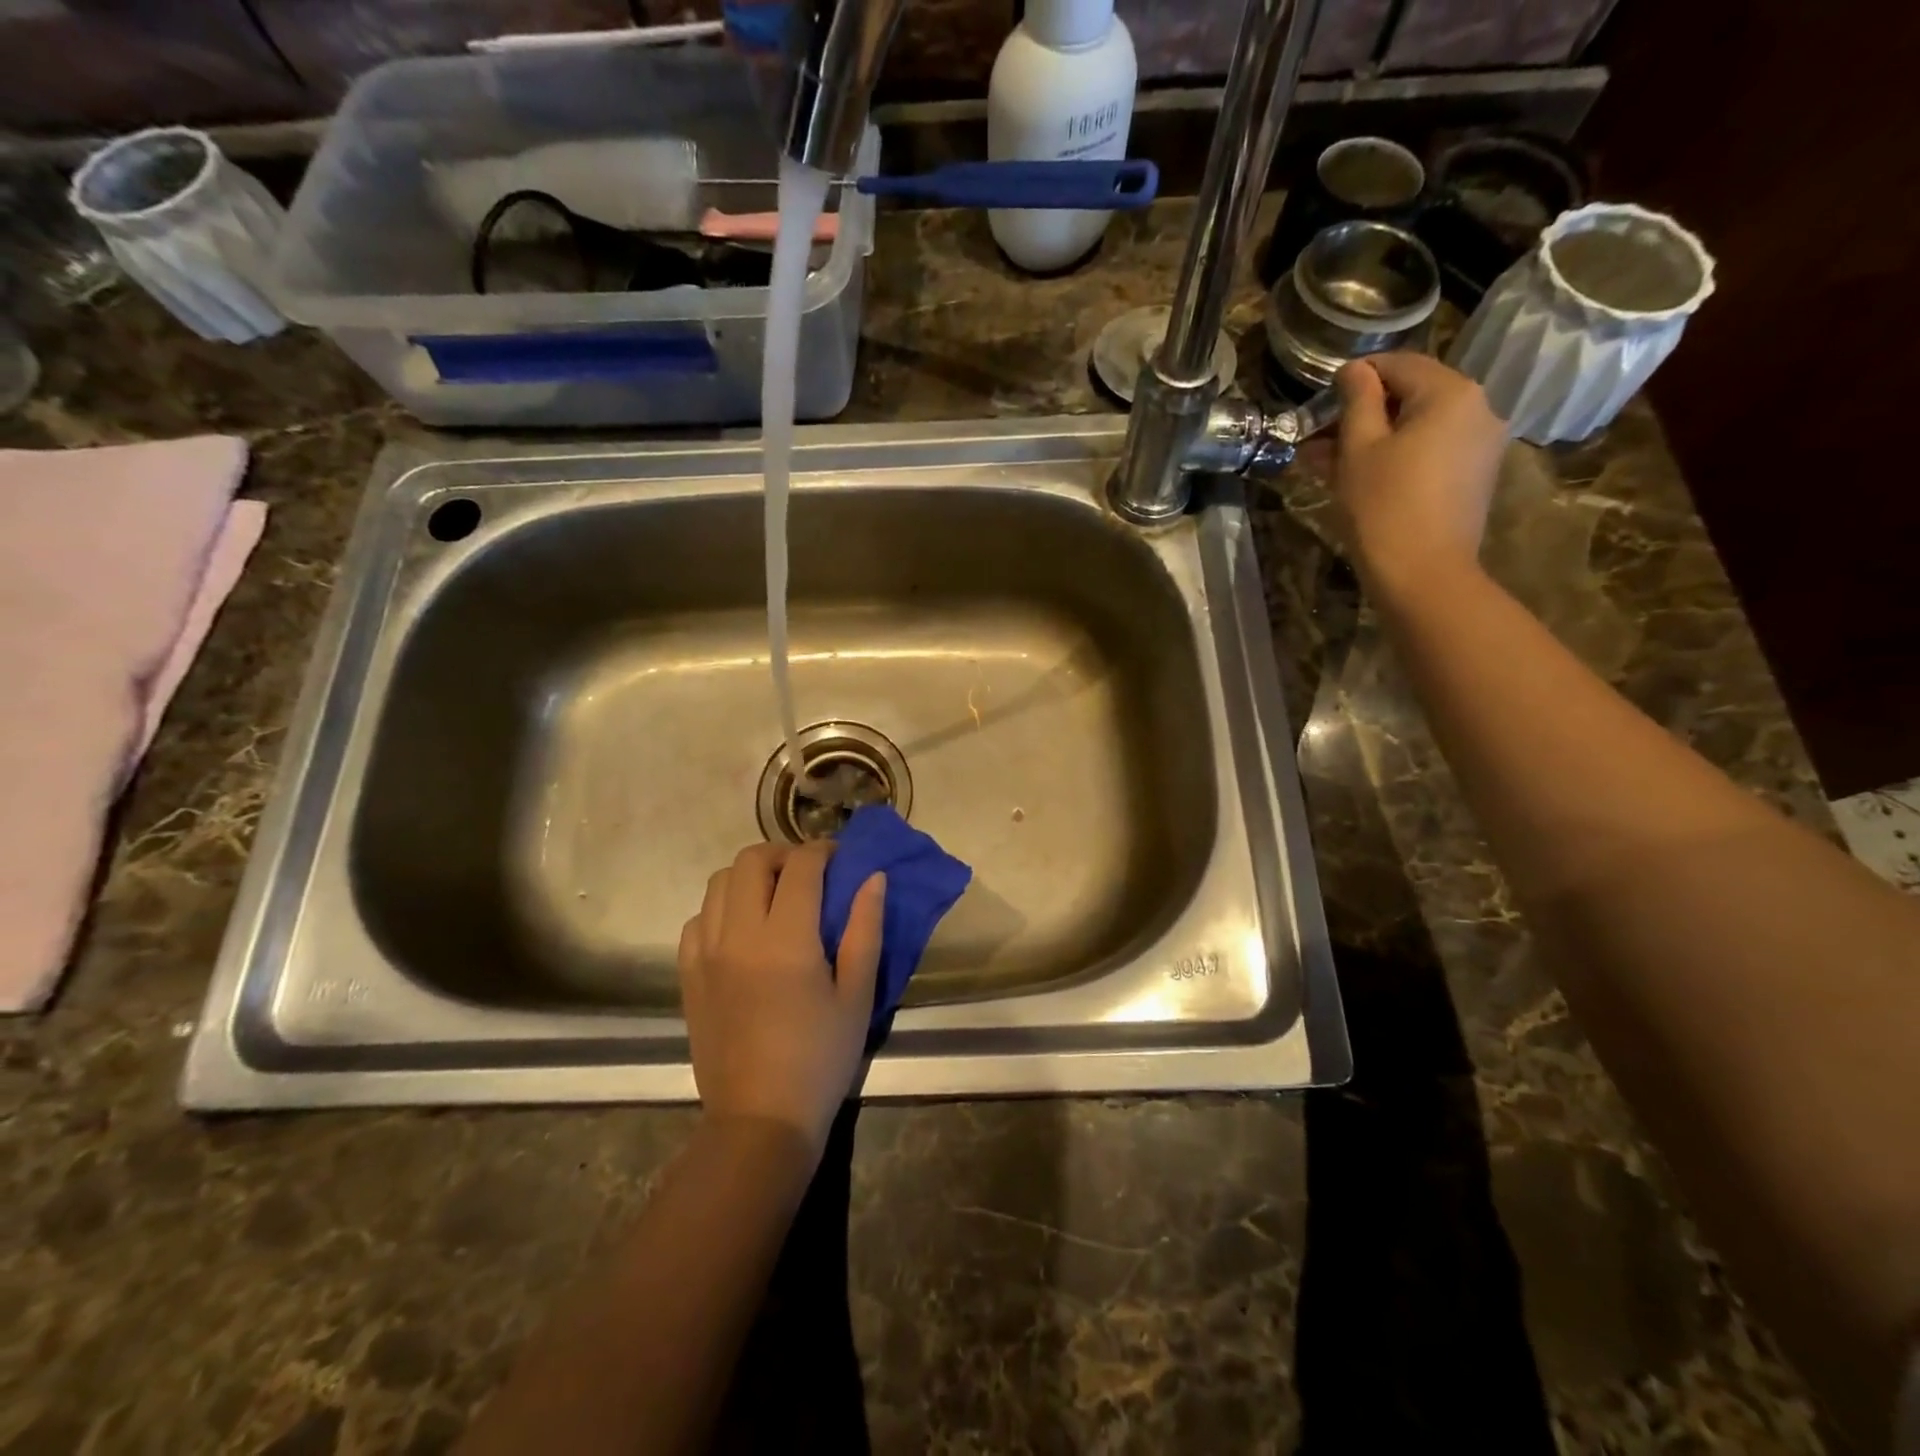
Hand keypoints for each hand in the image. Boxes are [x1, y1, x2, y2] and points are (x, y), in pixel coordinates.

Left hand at [678, 842, 885, 1157]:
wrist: (760, 1118)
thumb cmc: (821, 1057)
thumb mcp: (857, 994)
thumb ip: (865, 928)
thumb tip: (873, 878)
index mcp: (787, 938)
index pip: (801, 866)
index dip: (823, 851)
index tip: (839, 858)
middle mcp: (739, 934)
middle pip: (750, 860)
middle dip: (783, 854)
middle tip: (807, 873)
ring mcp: (706, 953)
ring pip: (719, 883)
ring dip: (750, 877)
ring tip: (775, 897)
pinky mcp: (689, 975)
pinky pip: (698, 919)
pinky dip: (722, 909)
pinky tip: (743, 931)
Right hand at [1332, 353, 1507, 603]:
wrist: (1423, 574)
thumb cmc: (1383, 506)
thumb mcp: (1358, 449)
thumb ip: (1357, 400)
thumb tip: (1354, 370)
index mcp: (1451, 393)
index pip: (1399, 364)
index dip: (1357, 376)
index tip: (1321, 397)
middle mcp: (1478, 407)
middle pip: (1412, 394)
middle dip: (1363, 412)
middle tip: (1318, 436)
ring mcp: (1480, 444)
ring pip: (1419, 426)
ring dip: (1374, 436)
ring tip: (1328, 461)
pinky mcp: (1473, 475)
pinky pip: (1430, 450)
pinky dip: (1396, 455)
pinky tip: (1360, 476)